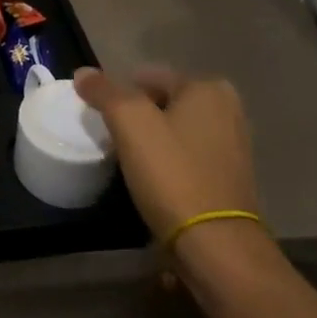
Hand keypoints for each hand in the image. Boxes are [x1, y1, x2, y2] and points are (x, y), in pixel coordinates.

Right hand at [74, 67, 274, 279]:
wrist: (215, 244)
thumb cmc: (172, 173)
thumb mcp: (129, 122)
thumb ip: (104, 91)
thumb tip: (83, 73)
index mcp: (207, 88)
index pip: (147, 76)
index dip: (118, 94)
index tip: (101, 119)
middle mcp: (227, 109)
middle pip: (162, 102)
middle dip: (136, 117)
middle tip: (112, 139)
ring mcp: (233, 144)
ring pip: (174, 130)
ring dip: (151, 141)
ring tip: (129, 161)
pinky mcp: (230, 177)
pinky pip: (187, 156)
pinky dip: (168, 162)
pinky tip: (153, 180)